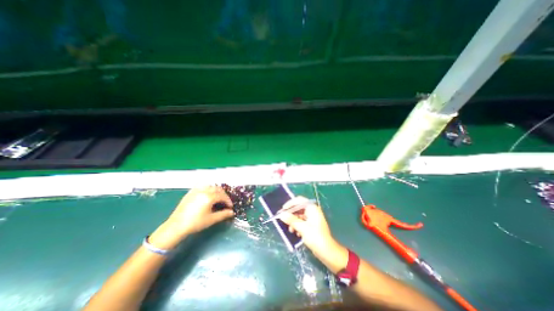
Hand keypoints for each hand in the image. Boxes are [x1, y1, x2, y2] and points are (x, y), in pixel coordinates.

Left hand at [149, 186, 231, 248]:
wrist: (176, 226)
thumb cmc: (195, 223)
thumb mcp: (211, 219)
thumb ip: (223, 214)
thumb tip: (232, 212)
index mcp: (209, 197)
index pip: (222, 196)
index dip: (228, 201)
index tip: (230, 207)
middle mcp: (204, 191)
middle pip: (218, 189)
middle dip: (223, 195)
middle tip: (225, 202)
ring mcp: (196, 190)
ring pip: (210, 186)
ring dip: (216, 190)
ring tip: (217, 198)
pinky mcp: (190, 192)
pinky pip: (202, 186)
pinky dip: (207, 188)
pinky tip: (207, 194)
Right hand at [282, 198, 337, 258]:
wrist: (327, 252)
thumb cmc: (316, 237)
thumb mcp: (302, 228)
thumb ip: (291, 220)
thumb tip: (281, 214)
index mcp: (312, 208)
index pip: (299, 200)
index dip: (290, 203)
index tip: (283, 210)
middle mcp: (312, 211)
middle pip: (298, 208)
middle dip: (291, 214)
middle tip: (283, 220)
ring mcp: (312, 218)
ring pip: (299, 216)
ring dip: (293, 222)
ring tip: (291, 230)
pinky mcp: (312, 225)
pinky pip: (302, 222)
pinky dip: (297, 226)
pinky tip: (296, 233)